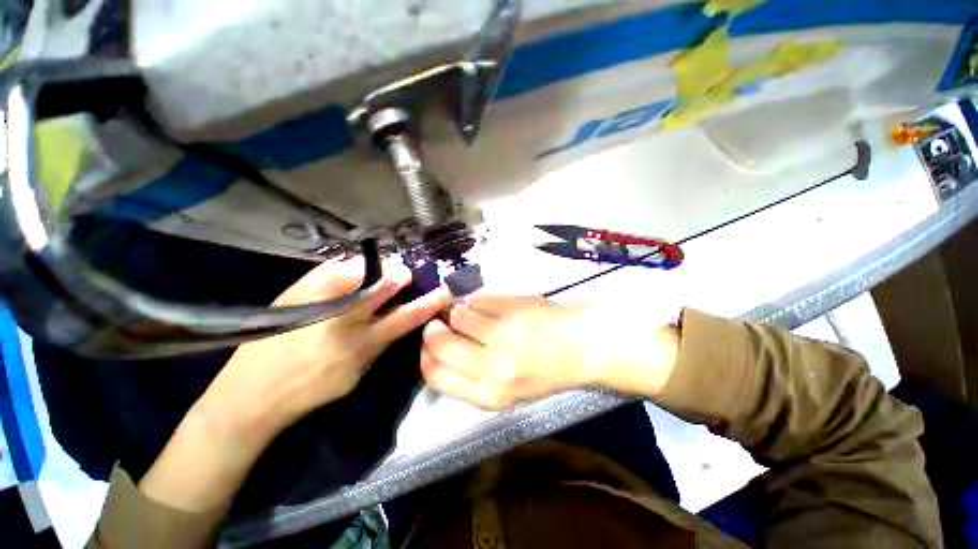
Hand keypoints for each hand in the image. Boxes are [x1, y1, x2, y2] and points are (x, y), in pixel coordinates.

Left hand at [140, 258, 449, 514]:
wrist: (250, 395)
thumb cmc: (312, 390)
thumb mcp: (358, 372)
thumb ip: (381, 342)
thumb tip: (396, 315)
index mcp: (364, 344)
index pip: (408, 316)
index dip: (430, 302)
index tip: (443, 290)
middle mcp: (344, 318)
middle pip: (384, 284)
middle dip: (400, 275)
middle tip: (403, 275)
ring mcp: (319, 300)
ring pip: (359, 269)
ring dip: (376, 268)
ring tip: (378, 272)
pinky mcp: (296, 291)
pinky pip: (333, 268)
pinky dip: (349, 268)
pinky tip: (351, 273)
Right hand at [421, 293, 679, 409]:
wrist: (582, 347)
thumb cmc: (545, 372)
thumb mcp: (506, 392)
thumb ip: (470, 377)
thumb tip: (437, 350)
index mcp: (490, 394)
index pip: (435, 375)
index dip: (427, 356)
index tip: (430, 345)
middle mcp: (493, 366)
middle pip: (440, 343)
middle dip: (435, 330)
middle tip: (442, 323)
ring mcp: (504, 332)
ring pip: (459, 314)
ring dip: (461, 311)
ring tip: (475, 314)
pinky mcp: (513, 306)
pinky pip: (479, 298)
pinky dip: (479, 299)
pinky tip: (492, 305)